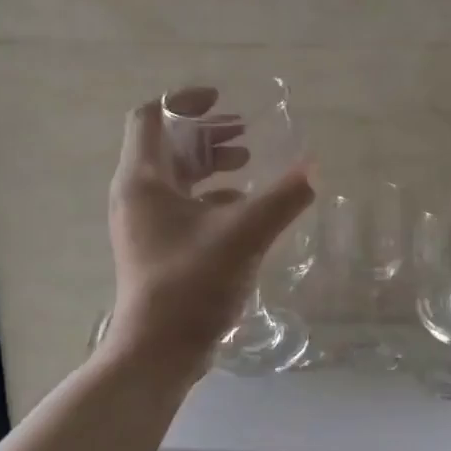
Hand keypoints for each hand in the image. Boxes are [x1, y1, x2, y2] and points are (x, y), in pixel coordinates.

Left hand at [103, 87, 315, 378]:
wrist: (158, 351)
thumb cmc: (192, 284)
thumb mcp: (244, 234)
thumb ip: (282, 198)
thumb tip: (314, 168)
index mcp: (143, 181)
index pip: (151, 118)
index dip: (184, 101)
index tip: (222, 99)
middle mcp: (137, 196)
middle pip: (167, 146)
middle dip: (207, 134)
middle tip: (246, 133)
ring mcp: (144, 225)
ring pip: (176, 178)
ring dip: (211, 164)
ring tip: (249, 163)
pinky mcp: (157, 249)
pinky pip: (183, 207)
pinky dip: (212, 197)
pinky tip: (244, 207)